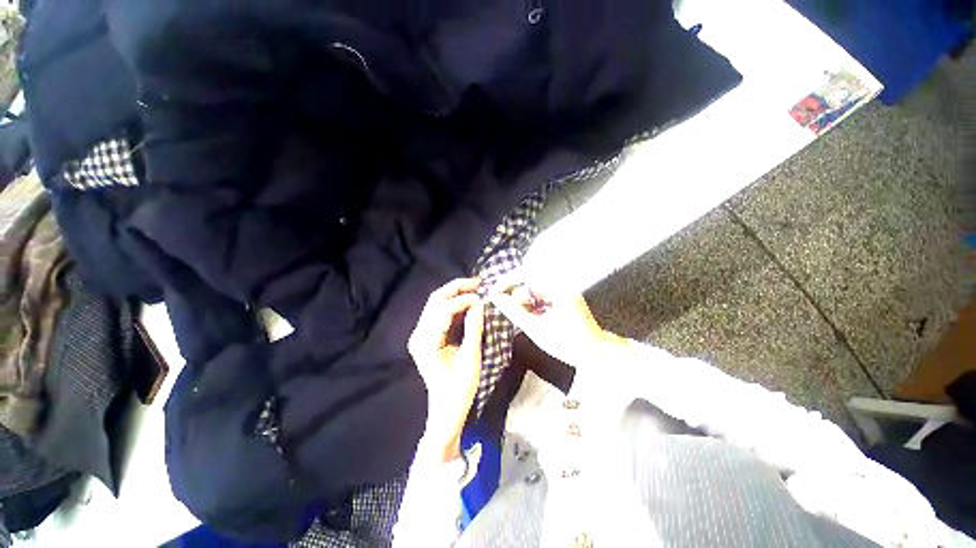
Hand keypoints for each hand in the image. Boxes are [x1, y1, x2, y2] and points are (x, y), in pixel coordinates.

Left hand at [408, 278, 484, 461]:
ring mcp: (420, 335)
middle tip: (478, 283)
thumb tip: (479, 304)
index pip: (444, 310)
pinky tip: (466, 301)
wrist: (446, 410)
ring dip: (455, 293)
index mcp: (426, 342)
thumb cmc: (459, 389)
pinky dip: (453, 304)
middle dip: (457, 288)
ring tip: (475, 288)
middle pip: (435, 300)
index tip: (483, 299)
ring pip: (436, 304)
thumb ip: (473, 328)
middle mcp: (419, 334)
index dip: (463, 300)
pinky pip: (438, 313)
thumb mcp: (471, 358)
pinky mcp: (426, 336)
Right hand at [488, 278, 624, 367]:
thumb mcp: (536, 329)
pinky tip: (533, 319)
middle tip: (507, 308)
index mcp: (556, 289)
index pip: (526, 275)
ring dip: (525, 302)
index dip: (508, 282)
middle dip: (517, 296)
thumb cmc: (568, 343)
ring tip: (523, 318)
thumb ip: (514, 312)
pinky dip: (533, 306)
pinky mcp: (563, 300)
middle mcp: (561, 286)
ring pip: (534, 291)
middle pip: (529, 282)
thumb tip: (497, 298)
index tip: (496, 292)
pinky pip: (542, 297)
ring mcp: (563, 293)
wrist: (594, 354)